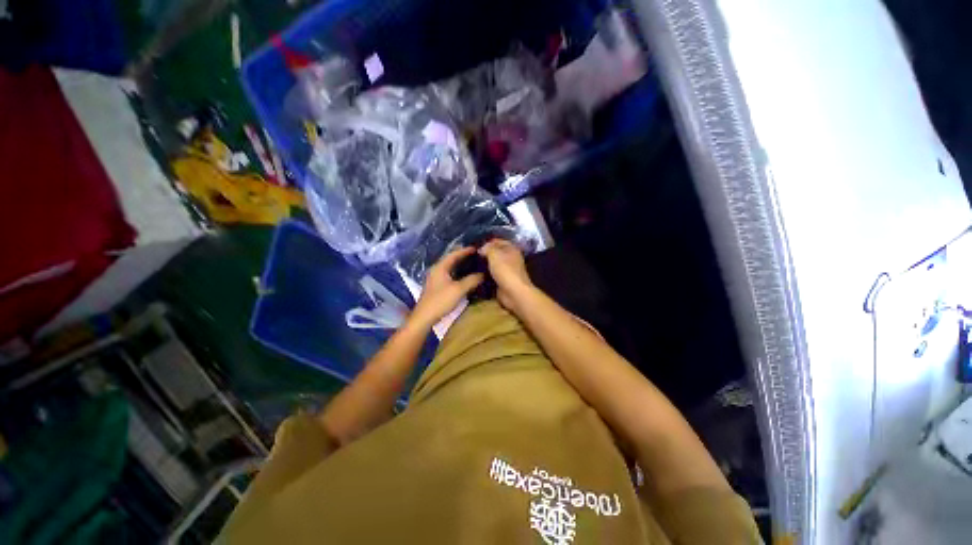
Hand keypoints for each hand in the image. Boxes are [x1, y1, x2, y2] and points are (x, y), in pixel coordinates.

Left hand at [411, 247, 483, 327]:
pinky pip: (450, 275)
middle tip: (477, 256)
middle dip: (464, 257)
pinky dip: (458, 273)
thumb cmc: (441, 300)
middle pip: (451, 259)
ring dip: (461, 265)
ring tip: (474, 265)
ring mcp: (436, 278)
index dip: (465, 250)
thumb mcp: (459, 289)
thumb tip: (483, 274)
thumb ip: (472, 280)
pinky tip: (466, 277)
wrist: (424, 317)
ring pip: (451, 268)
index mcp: (440, 267)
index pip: (454, 254)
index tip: (477, 248)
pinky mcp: (437, 286)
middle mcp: (437, 270)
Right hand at [478, 239, 534, 314]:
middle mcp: (510, 258)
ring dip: (484, 265)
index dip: (487, 242)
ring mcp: (506, 270)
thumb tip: (482, 249)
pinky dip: (485, 275)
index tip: (475, 246)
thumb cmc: (505, 270)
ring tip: (471, 264)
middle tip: (471, 256)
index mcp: (511, 249)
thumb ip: (487, 249)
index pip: (498, 241)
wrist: (513, 292)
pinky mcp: (502, 281)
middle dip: (485, 254)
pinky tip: (475, 274)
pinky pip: (492, 275)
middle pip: (495, 253)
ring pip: (493, 265)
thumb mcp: (495, 254)